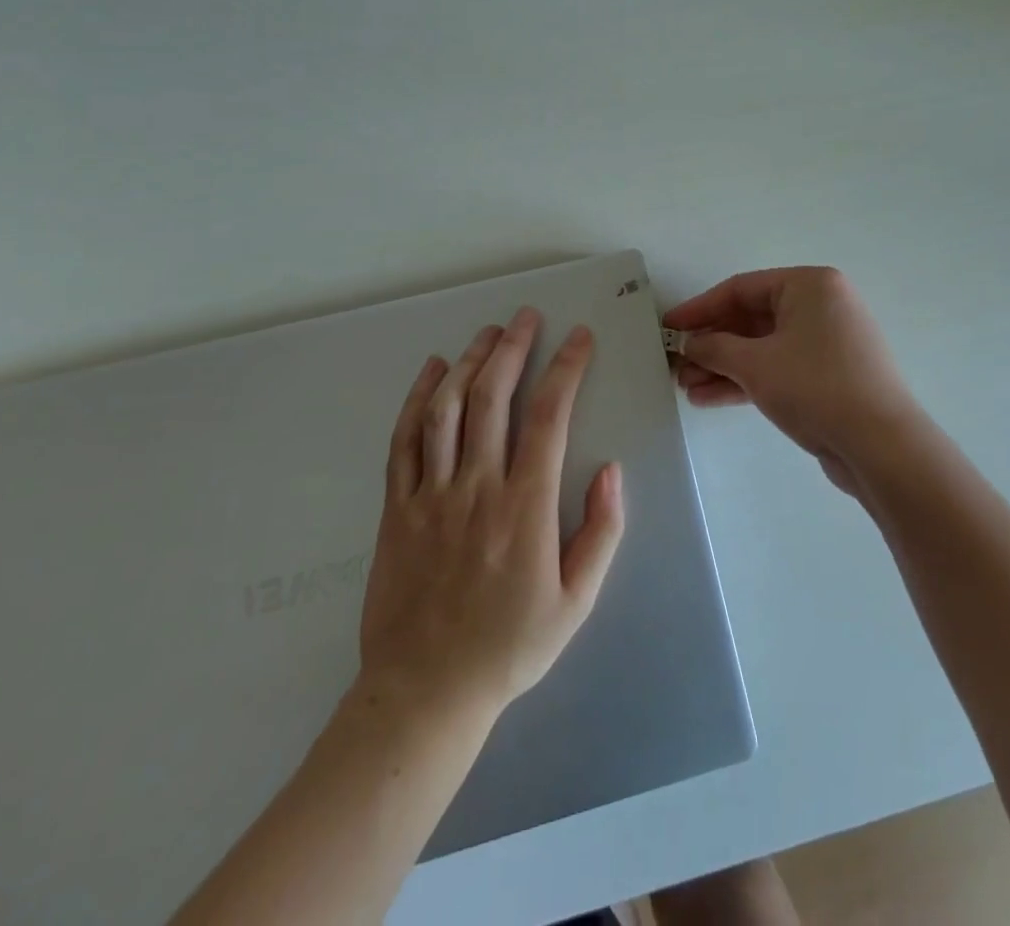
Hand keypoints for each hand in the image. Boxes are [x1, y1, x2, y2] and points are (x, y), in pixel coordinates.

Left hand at [356, 308, 624, 721]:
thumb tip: (612, 470)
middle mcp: (477, 487)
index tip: (578, 337)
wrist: (424, 693)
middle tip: (526, 317)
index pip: (549, 416)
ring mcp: (431, 494)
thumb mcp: (576, 602)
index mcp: (525, 506)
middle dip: (513, 348)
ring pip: (449, 409)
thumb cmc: (509, 647)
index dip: (566, 368)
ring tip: (487, 332)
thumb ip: (601, 533)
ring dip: (470, 362)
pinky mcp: (397, 507)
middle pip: (494, 398)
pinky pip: (405, 440)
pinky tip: (432, 370)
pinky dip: (418, 399)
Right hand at [663, 267, 925, 494]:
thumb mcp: (755, 364)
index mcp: (809, 286)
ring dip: (724, 366)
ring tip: (686, 387)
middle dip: (711, 343)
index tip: (668, 327)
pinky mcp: (828, 376)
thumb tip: (690, 344)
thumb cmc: (815, 387)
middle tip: (675, 364)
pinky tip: (709, 398)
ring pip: (762, 347)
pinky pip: (778, 368)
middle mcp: (820, 306)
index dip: (700, 308)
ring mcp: (827, 343)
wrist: (881, 446)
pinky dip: (746, 380)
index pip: (741, 288)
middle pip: (751, 318)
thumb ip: (714, 348)